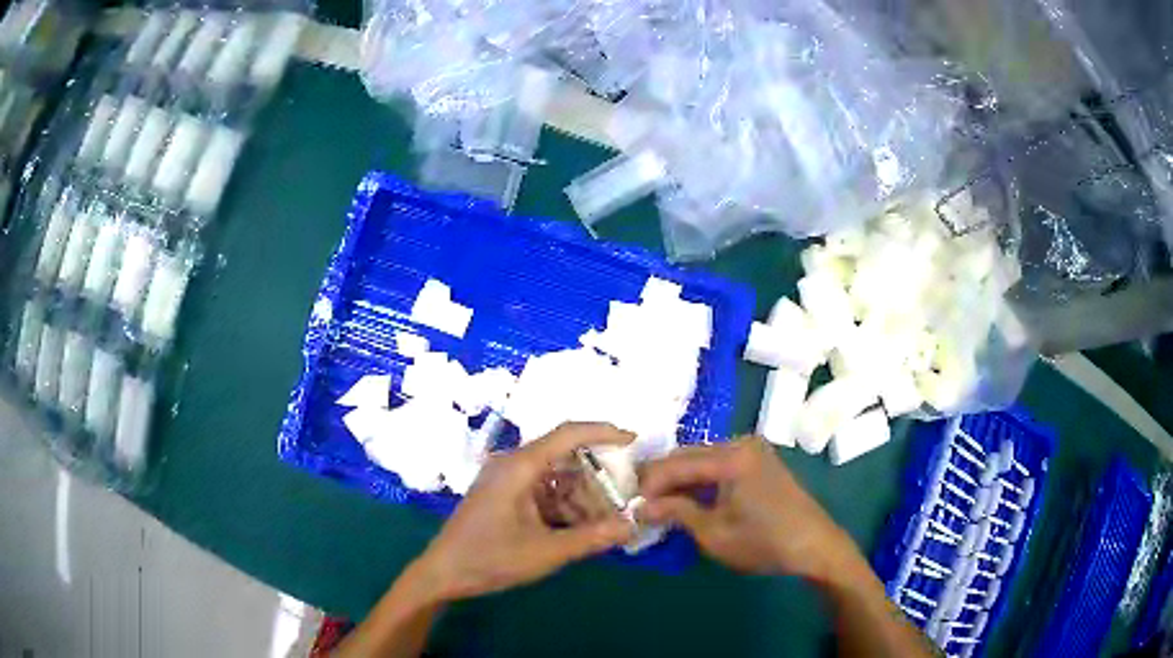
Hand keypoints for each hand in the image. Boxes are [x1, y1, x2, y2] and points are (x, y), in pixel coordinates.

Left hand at [410, 422, 635, 601]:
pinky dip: (563, 507)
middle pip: (565, 459)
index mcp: (520, 467)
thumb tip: (632, 525)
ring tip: (604, 522)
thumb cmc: (490, 558)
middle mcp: (513, 465)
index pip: (568, 434)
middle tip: (624, 499)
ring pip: (556, 478)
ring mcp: (506, 480)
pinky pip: (542, 492)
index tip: (633, 441)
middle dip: (596, 479)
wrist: (443, 573)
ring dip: (580, 498)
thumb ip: (592, 537)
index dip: (603, 433)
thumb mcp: (546, 551)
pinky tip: (579, 529)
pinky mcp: (504, 496)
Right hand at [639, 437, 864, 581]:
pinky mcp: (759, 460)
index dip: (648, 483)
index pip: (675, 463)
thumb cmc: (764, 543)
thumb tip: (640, 506)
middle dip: (661, 478)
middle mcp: (741, 443)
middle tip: (639, 503)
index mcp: (731, 457)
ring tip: (659, 503)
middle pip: (688, 455)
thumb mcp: (714, 534)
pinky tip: (688, 497)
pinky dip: (700, 479)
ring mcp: (753, 449)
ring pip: (702, 458)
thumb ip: (676, 513)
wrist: (814, 545)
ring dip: (680, 478)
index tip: (628, 503)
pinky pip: (719, 463)